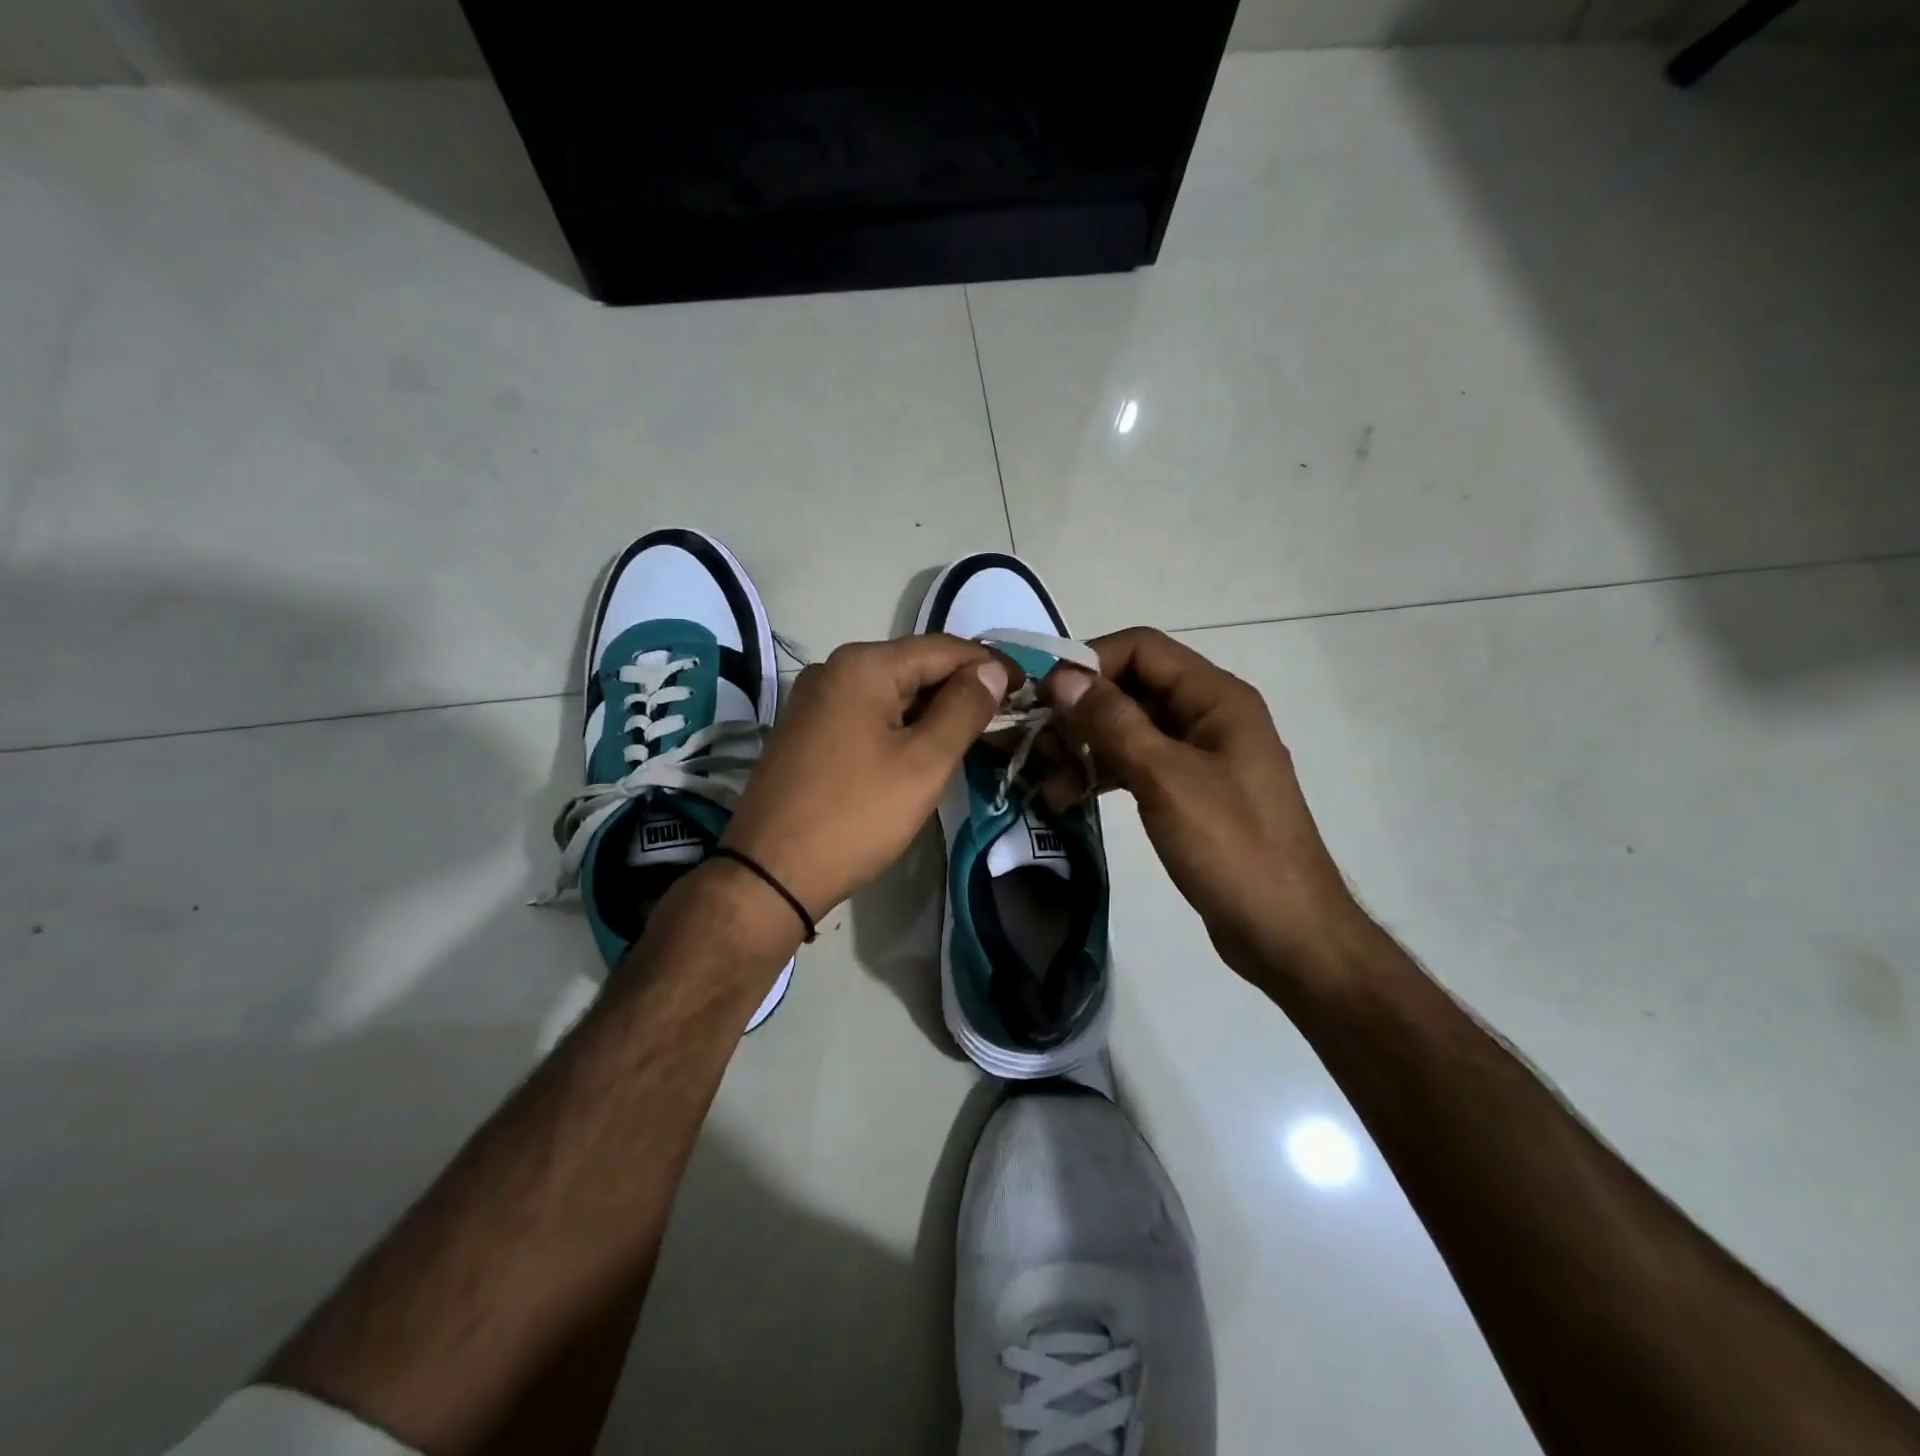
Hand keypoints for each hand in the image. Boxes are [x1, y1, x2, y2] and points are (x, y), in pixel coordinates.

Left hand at [724, 636, 1010, 920]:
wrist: (769, 873)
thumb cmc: (856, 815)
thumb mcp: (924, 762)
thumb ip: (964, 708)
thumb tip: (991, 669)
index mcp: (863, 665)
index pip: (943, 648)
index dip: (989, 665)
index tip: (1027, 689)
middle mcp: (834, 669)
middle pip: (915, 666)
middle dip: (962, 688)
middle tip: (1005, 717)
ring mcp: (814, 700)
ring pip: (891, 692)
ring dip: (933, 708)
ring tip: (974, 734)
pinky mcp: (806, 730)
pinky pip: (867, 713)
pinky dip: (902, 724)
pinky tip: (923, 748)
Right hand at [1036, 627, 1364, 982]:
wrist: (1286, 932)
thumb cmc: (1232, 847)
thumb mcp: (1166, 779)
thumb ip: (1113, 722)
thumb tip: (1063, 677)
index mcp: (1216, 698)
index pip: (1142, 650)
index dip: (1089, 663)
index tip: (1042, 696)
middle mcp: (1209, 716)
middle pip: (1131, 689)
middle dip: (1080, 712)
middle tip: (1035, 745)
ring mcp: (1200, 756)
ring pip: (1129, 731)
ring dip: (1085, 749)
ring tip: (1046, 785)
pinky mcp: (1189, 793)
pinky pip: (1137, 766)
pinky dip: (1103, 776)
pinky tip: (1068, 799)